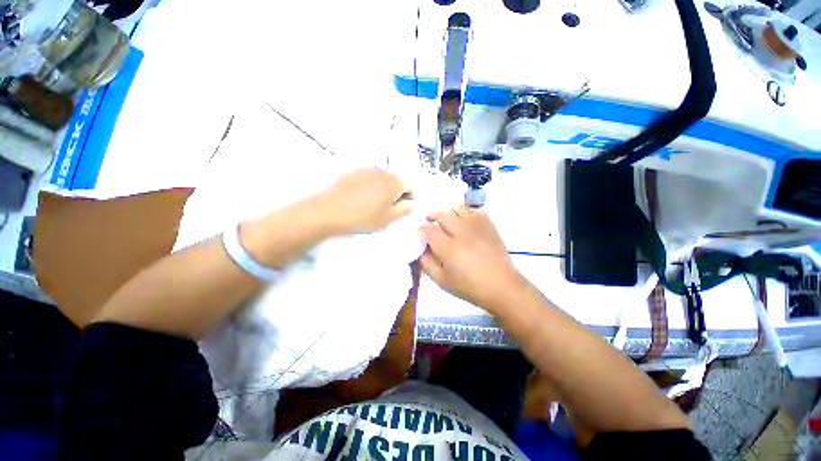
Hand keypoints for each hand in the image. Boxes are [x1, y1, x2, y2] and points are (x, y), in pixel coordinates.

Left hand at [318, 168, 411, 234]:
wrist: (329, 211)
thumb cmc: (363, 217)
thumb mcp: (389, 219)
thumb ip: (405, 209)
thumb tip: (409, 203)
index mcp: (395, 182)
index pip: (410, 187)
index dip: (408, 199)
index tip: (400, 210)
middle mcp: (383, 171)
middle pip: (396, 182)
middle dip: (395, 194)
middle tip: (386, 210)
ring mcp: (366, 170)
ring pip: (381, 180)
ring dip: (382, 191)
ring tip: (371, 206)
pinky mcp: (352, 172)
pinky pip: (367, 179)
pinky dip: (369, 187)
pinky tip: (359, 200)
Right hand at [419, 206, 524, 310]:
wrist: (502, 286)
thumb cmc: (469, 287)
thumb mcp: (442, 281)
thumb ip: (427, 263)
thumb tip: (420, 249)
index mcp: (449, 249)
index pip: (429, 230)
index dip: (421, 229)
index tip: (420, 232)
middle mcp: (462, 233)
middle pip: (443, 215)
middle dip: (432, 216)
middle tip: (428, 220)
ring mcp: (477, 228)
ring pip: (457, 210)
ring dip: (447, 213)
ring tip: (444, 220)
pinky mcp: (489, 226)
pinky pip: (474, 212)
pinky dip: (465, 213)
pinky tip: (463, 220)